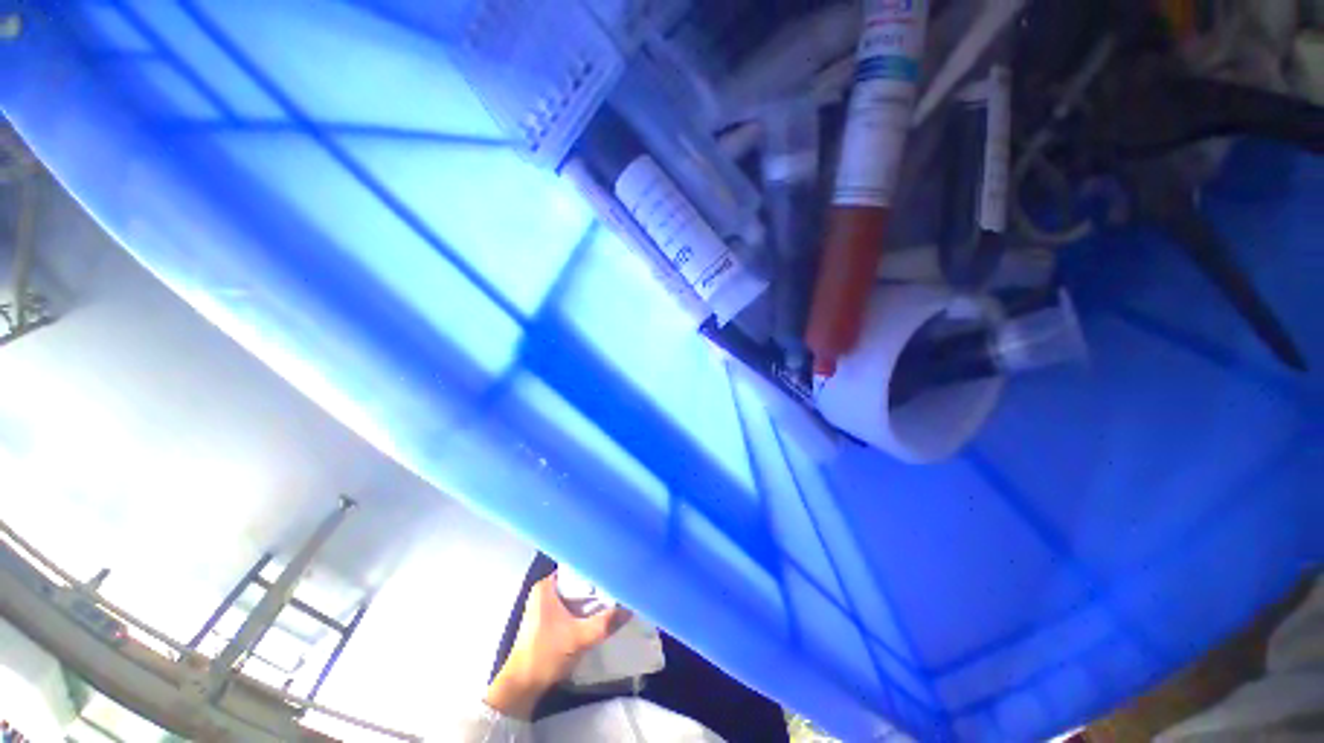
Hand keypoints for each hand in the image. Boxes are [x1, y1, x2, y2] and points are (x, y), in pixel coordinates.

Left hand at [485, 571, 630, 718]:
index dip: (594, 568)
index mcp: (546, 587)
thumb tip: (629, 609)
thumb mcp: (579, 638)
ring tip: (610, 598)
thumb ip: (605, 623)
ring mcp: (543, 607)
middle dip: (594, 585)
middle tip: (615, 585)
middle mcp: (543, 592)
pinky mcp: (546, 622)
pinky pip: (569, 607)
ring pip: (573, 596)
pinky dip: (582, 611)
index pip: (575, 567)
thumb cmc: (546, 655)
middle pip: (575, 581)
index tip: (611, 570)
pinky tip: (596, 615)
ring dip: (589, 600)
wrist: (522, 687)